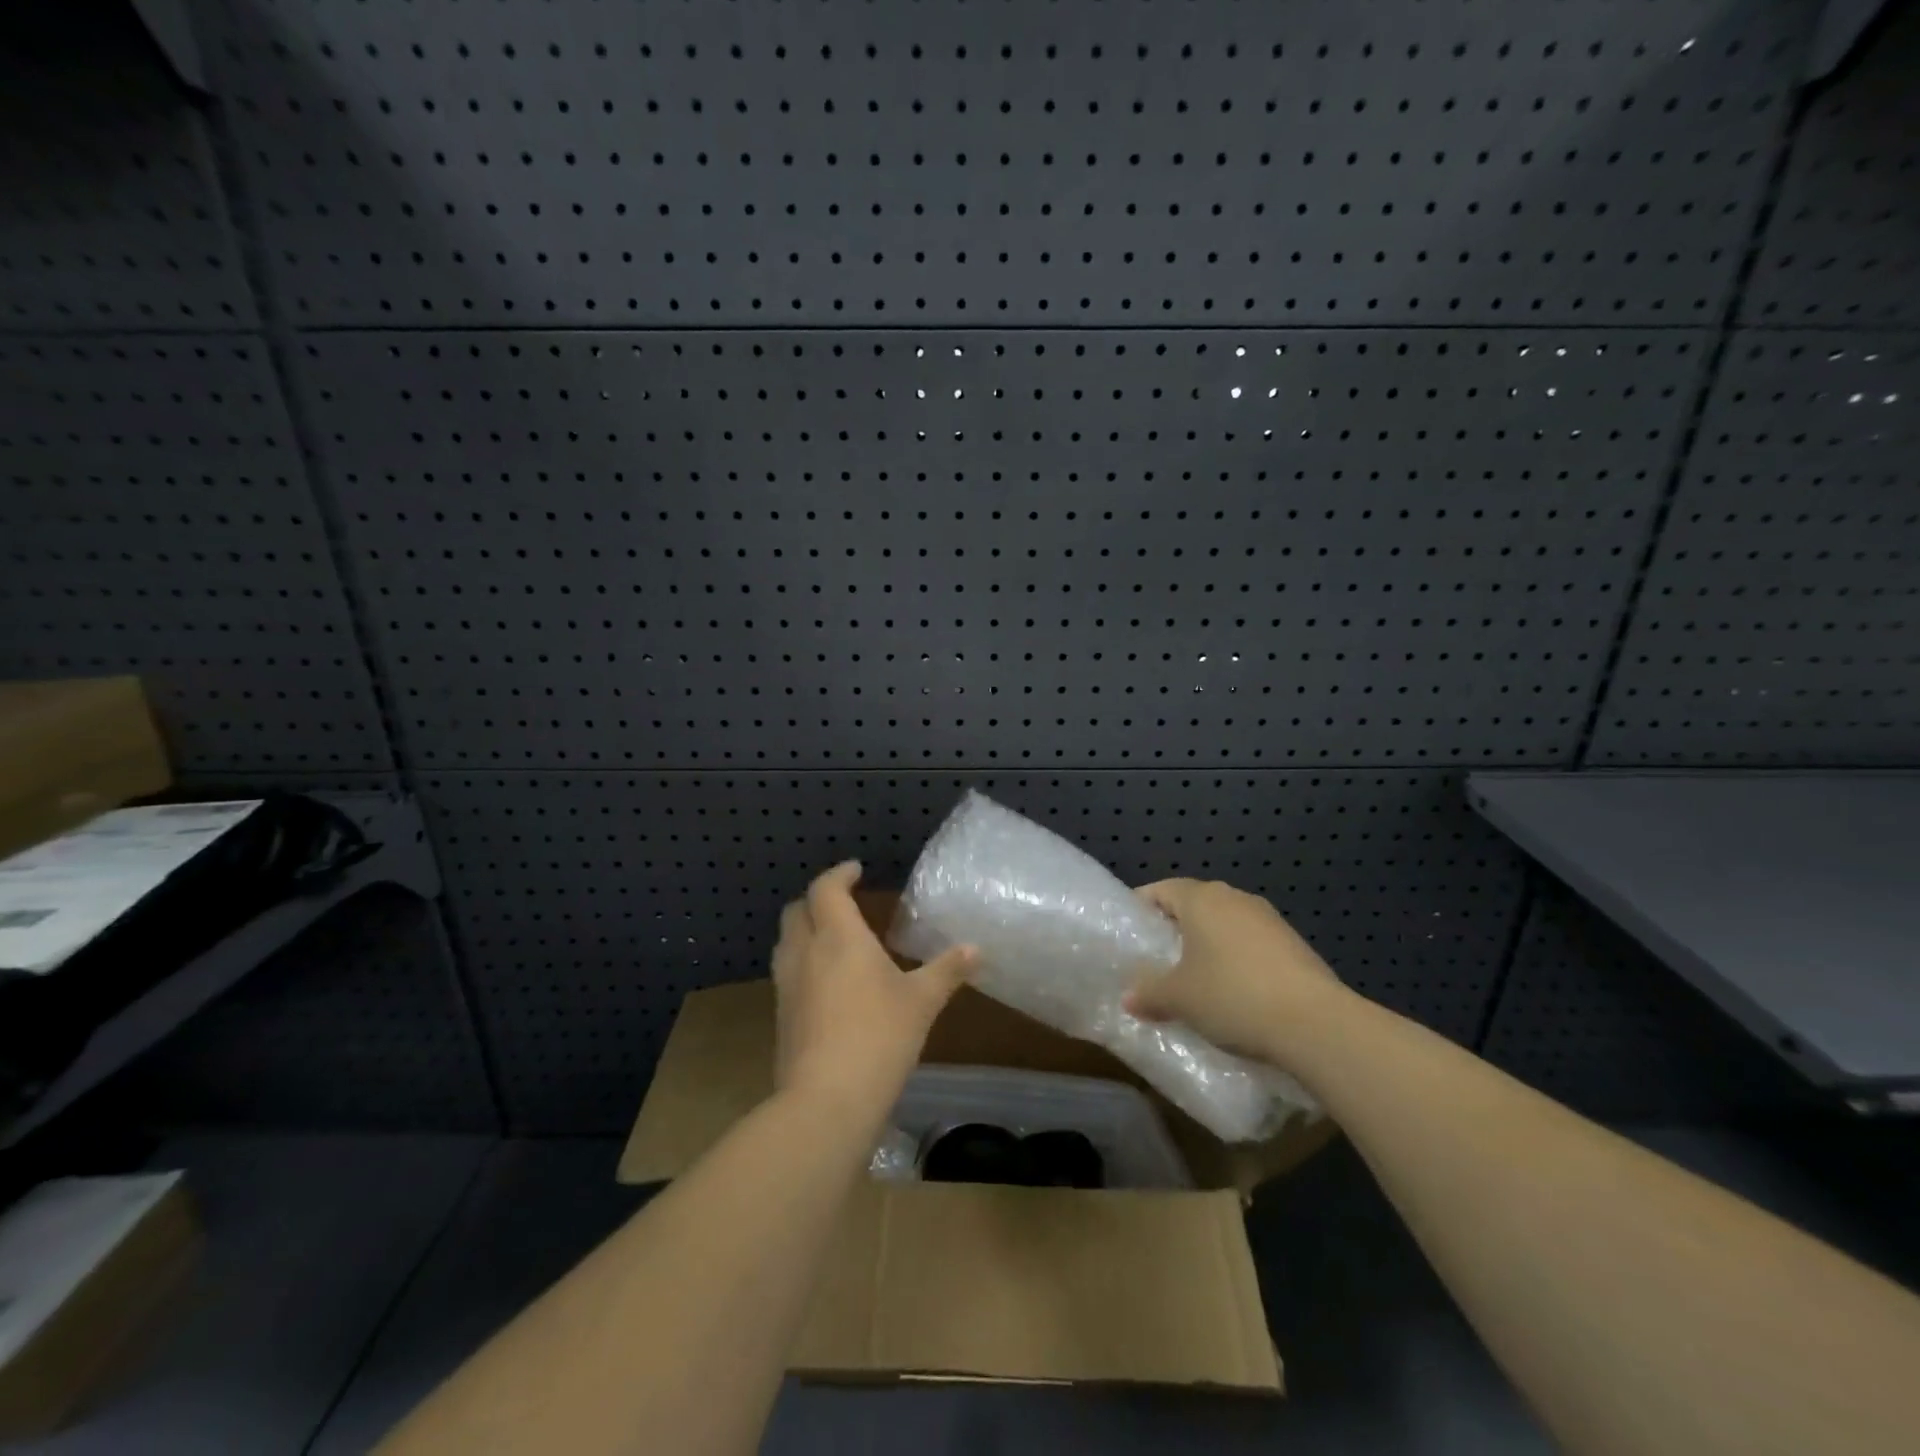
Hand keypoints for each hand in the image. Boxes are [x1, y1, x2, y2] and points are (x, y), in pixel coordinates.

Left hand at [771, 861, 976, 1118]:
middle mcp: (805, 952)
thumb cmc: (879, 1037)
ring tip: (833, 939)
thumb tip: (976, 948)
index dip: (840, 874)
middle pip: (797, 910)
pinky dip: (803, 962)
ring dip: (805, 930)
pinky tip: (826, 983)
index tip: (856, 870)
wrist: (826, 1100)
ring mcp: (787, 985)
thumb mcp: (922, 1001)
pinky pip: (787, 972)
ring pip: (787, 941)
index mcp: (838, 937)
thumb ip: (947, 970)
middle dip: (817, 899)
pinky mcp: (781, 1015)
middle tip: (843, 902)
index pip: (826, 889)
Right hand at [1123, 878, 1346, 1066]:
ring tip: (1195, 980)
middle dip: (1174, 930)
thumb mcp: (1179, 999)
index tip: (1130, 935)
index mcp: (1201, 899)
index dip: (1141, 909)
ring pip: (1225, 925)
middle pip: (1194, 905)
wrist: (1315, 1023)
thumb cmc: (1232, 996)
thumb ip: (1149, 993)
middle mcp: (1234, 898)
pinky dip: (1237, 961)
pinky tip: (1235, 993)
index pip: (1160, 890)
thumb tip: (1129, 998)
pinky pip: (1251, 944)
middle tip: (1157, 960)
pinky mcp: (1294, 944)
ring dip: (1208, 946)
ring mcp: (1269, 919)